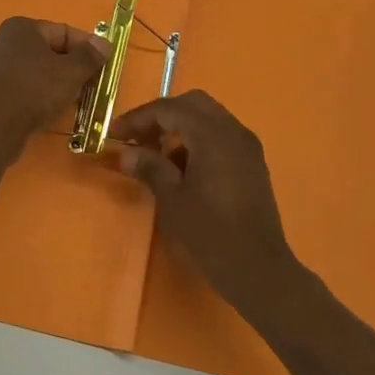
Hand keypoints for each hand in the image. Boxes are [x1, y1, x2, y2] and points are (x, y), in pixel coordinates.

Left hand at [0, 17, 108, 151]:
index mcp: (21, 27)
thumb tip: (104, 44)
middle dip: (73, 67)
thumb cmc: (35, 88)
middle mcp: (4, 42)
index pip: (63, 31)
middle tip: (92, 84)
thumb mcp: (71, 71)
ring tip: (76, 100)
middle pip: (50, 51)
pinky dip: (41, 95)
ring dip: (59, 83)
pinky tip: (53, 109)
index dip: (87, 47)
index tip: (104, 64)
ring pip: (38, 71)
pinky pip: (24, 87)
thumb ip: (90, 56)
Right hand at [110, 91, 298, 307]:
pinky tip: (182, 167)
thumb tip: (125, 153)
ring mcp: (247, 146)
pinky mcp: (252, 162)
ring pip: (208, 117)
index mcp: (213, 135)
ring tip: (155, 153)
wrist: (259, 270)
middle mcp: (233, 131)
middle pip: (192, 104)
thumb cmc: (211, 234)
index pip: (169, 109)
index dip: (139, 118)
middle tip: (137, 137)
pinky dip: (198, 139)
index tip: (115, 134)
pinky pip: (221, 135)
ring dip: (180, 126)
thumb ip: (150, 168)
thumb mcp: (172, 200)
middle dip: (161, 115)